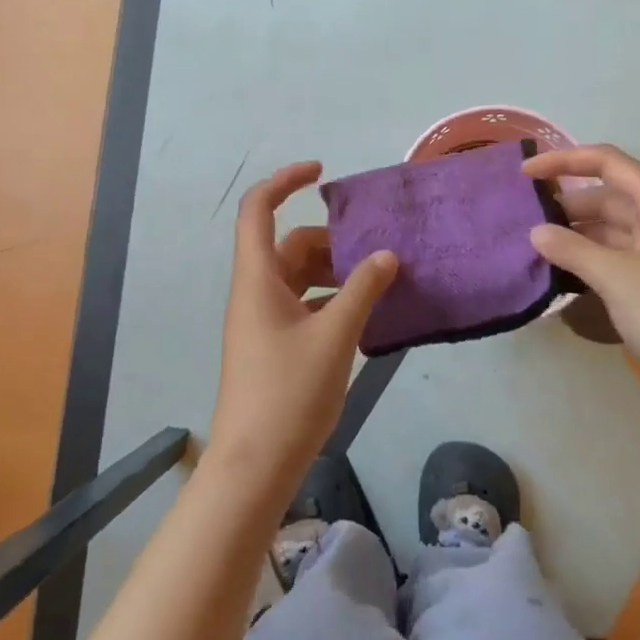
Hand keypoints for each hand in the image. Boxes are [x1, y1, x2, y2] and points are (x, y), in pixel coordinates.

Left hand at [208, 161, 398, 501]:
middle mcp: (255, 291)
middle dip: (331, 241)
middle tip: (376, 253)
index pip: (258, 208)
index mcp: (257, 278)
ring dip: (335, 273)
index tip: (323, 173)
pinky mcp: (273, 346)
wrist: (253, 467)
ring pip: (299, 277)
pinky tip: (364, 317)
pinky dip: (330, 301)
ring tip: (378, 284)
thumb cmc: (288, 393)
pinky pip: (303, 305)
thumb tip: (386, 255)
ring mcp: (262, 320)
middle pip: (290, 244)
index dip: (285, 180)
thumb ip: (362, 290)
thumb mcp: (334, 337)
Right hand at [524, 144, 639, 403]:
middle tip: (524, 221)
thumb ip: (572, 250)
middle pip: (609, 198)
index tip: (526, 174)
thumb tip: (536, 232)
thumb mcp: (617, 279)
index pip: (609, 163)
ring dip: (576, 235)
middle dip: (567, 204)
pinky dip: (590, 261)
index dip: (565, 160)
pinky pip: (617, 260)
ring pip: (611, 232)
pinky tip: (563, 275)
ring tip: (535, 248)